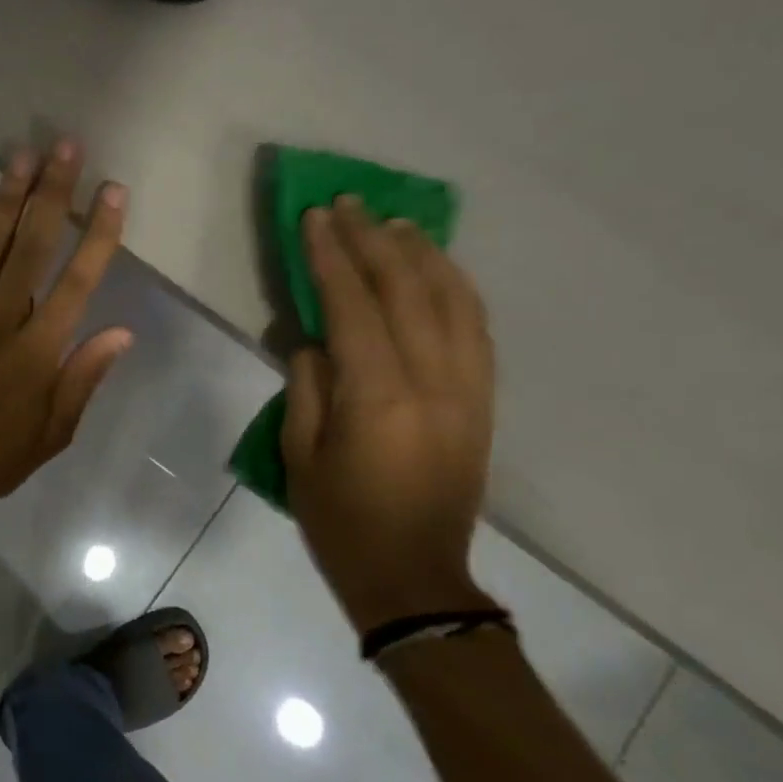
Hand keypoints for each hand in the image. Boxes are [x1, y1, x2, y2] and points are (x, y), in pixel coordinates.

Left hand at [0, 141, 132, 511]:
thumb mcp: (55, 430)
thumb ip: (85, 376)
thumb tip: (122, 330)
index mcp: (39, 351)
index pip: (77, 280)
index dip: (98, 232)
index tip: (112, 191)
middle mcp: (1, 321)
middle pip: (30, 246)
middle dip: (51, 193)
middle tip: (64, 147)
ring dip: (7, 197)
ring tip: (23, 155)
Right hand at [281, 197, 496, 635]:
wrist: (416, 577)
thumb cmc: (341, 520)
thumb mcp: (299, 454)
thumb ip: (307, 385)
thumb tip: (315, 338)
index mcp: (378, 395)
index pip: (352, 305)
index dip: (332, 256)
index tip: (316, 217)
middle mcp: (432, 380)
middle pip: (406, 290)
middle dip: (373, 241)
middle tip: (349, 203)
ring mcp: (467, 389)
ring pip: (452, 301)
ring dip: (421, 254)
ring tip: (394, 223)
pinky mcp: (483, 400)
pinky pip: (476, 328)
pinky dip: (456, 288)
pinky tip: (437, 269)